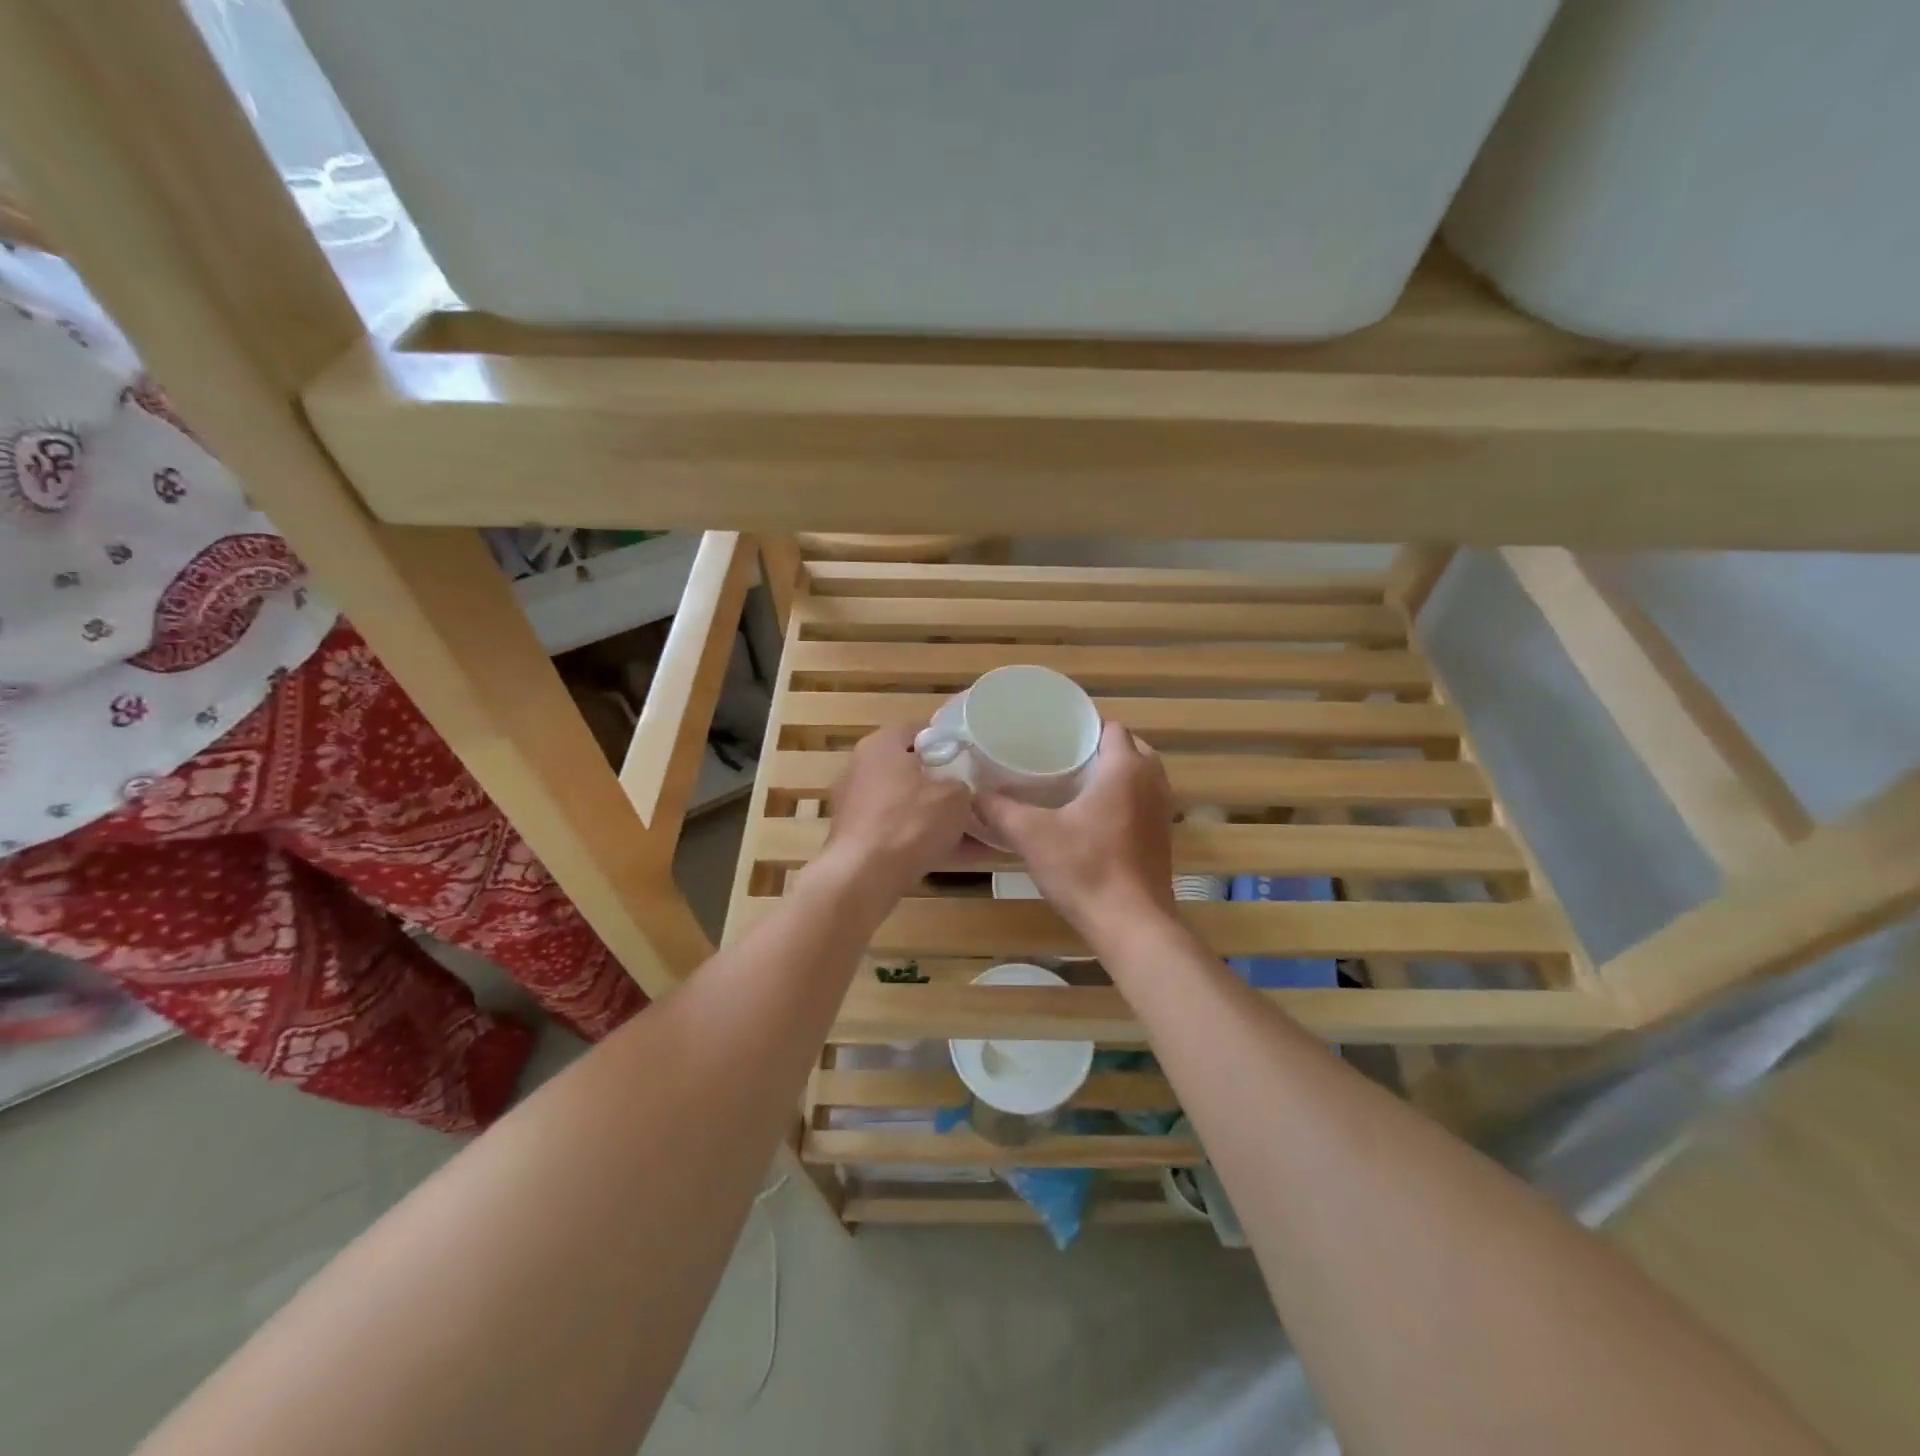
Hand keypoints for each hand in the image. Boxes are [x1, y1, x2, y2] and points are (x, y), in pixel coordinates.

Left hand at [819, 725, 974, 901]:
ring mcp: (855, 804)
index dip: (948, 741)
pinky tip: (957, 856)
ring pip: (907, 804)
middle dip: (943, 783)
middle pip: (911, 768)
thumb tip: (960, 789)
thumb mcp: (955, 797)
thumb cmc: (910, 822)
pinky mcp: (856, 836)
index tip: (971, 757)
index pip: (918, 729)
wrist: (863, 877)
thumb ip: (962, 784)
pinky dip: (923, 839)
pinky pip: (898, 831)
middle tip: (973, 794)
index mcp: (881, 744)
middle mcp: (861, 767)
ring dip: (937, 816)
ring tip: (974, 832)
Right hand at [976, 722, 1176, 941]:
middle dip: (1100, 750)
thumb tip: (973, 794)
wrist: (1131, 925)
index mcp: (1125, 768)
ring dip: (1115, 775)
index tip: (1054, 736)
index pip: (1111, 728)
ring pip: (1140, 777)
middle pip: (1130, 749)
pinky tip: (1093, 819)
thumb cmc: (1085, 869)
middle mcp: (1152, 782)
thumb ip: (1000, 810)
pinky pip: (1144, 803)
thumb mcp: (1032, 836)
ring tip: (1075, 785)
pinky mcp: (1162, 839)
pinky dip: (1124, 801)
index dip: (1084, 727)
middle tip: (1062, 759)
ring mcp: (1162, 812)